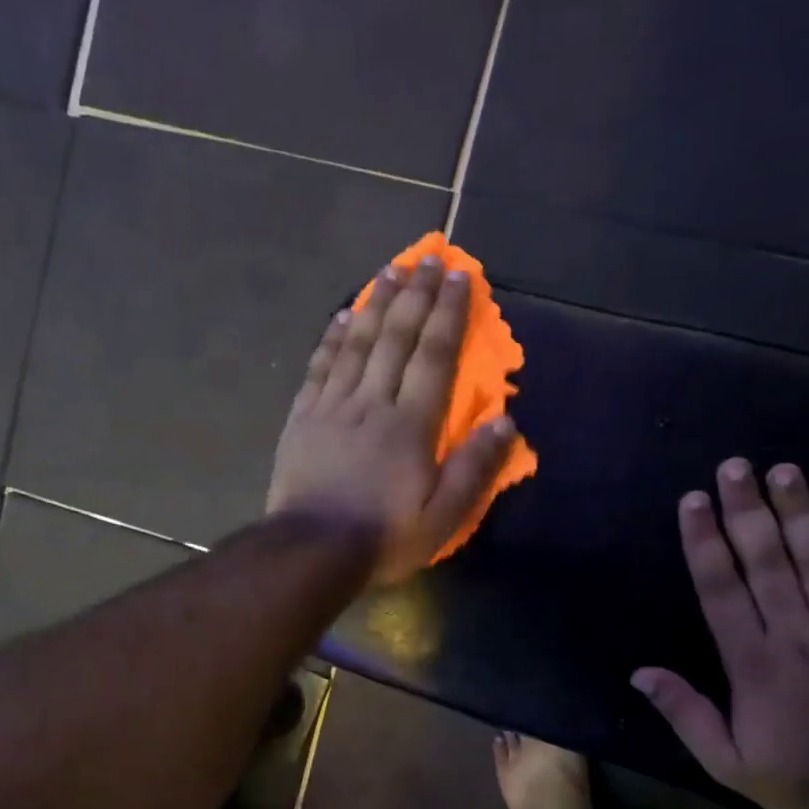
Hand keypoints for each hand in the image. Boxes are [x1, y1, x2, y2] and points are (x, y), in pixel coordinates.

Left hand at [268, 254, 515, 585]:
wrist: (312, 551)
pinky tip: (342, 316)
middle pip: (397, 338)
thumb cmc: (383, 537)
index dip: (449, 314)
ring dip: (375, 304)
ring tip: (391, 271)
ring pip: (357, 344)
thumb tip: (506, 421)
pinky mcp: (303, 418)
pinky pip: (320, 367)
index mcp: (411, 425)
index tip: (460, 276)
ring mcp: (333, 406)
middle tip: (428, 257)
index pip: (435, 356)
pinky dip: (333, 338)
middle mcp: (373, 402)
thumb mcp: (442, 516)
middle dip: (416, 295)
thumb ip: (474, 468)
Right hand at [633, 459, 808, 808]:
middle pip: (768, 561)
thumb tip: (640, 673)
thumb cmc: (797, 775)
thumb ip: (684, 713)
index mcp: (752, 661)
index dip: (705, 542)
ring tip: (785, 471)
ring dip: (800, 512)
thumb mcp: (725, 761)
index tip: (694, 501)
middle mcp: (796, 633)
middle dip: (747, 510)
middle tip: (735, 466)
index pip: (722, 589)